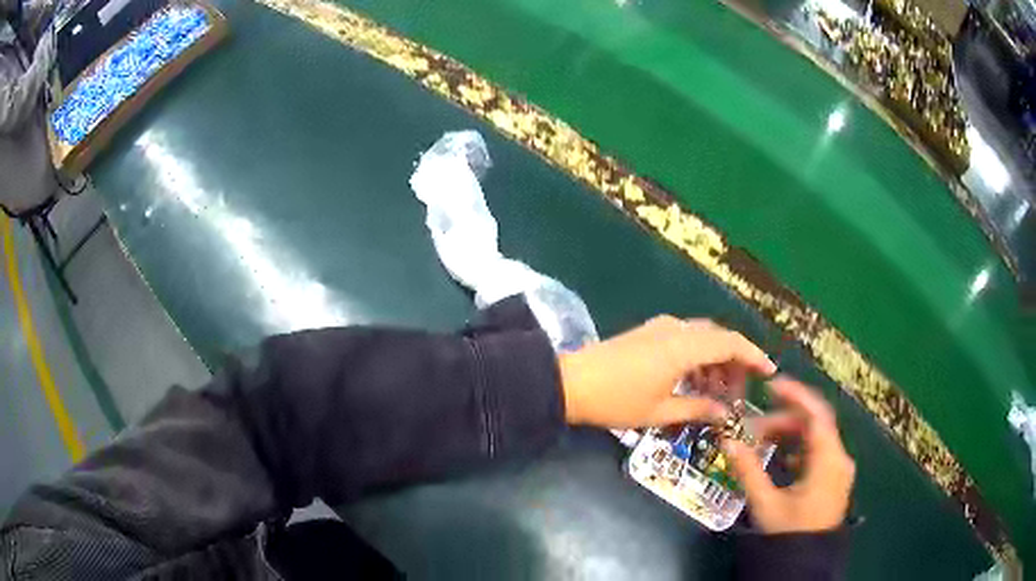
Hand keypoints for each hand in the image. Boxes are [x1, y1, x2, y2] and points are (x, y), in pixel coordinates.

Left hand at [558, 316, 775, 427]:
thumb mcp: (660, 411)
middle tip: (738, 394)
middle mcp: (676, 329)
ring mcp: (660, 328)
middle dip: (734, 364)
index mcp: (683, 346)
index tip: (769, 372)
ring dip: (715, 362)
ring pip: (701, 339)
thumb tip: (724, 413)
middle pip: (718, 339)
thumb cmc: (616, 401)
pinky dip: (697, 357)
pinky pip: (684, 339)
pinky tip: (695, 382)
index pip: (731, 343)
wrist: (570, 383)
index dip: (754, 356)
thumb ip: (697, 408)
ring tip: (718, 394)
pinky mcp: (648, 333)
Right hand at [724, 377, 855, 533]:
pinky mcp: (835, 477)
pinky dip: (798, 448)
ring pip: (816, 437)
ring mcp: (839, 468)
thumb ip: (748, 470)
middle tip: (753, 427)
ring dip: (789, 434)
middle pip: (814, 424)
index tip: (770, 385)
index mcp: (828, 460)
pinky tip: (780, 459)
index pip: (817, 414)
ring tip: (762, 442)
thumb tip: (727, 440)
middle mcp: (839, 458)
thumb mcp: (766, 503)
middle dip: (784, 420)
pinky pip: (818, 451)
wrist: (806, 560)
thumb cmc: (789, 532)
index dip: (795, 395)